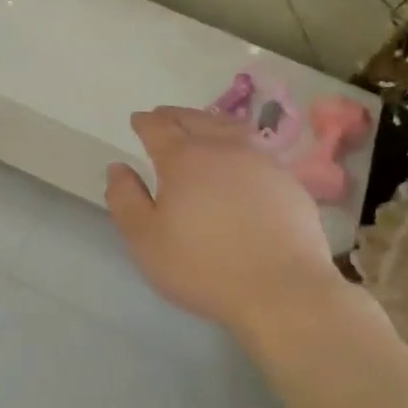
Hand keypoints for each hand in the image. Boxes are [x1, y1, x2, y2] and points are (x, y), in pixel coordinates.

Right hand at [105, 106, 340, 330]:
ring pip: (230, 129)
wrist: (282, 291)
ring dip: (210, 123)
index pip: (158, 127)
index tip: (137, 120)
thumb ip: (125, 198)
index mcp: (183, 159)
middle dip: (175, 116)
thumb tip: (118, 167)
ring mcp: (261, 162)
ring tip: (201, 128)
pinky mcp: (289, 182)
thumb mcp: (145, 239)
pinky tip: (238, 163)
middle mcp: (222, 149)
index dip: (145, 122)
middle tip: (164, 117)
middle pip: (196, 119)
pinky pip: (256, 151)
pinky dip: (238, 147)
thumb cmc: (203, 266)